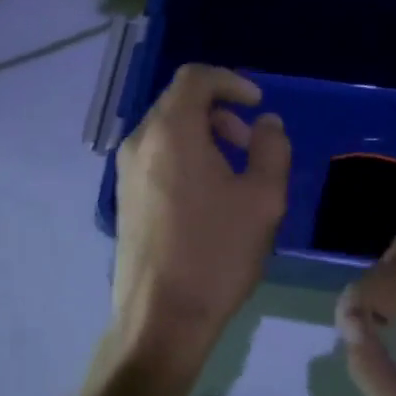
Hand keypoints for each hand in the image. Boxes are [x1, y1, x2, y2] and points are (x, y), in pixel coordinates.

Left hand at [111, 65, 290, 372]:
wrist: (161, 318)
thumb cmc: (216, 253)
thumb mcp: (263, 199)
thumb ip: (271, 149)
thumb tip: (267, 123)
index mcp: (171, 132)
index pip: (195, 77)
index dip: (231, 81)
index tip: (258, 104)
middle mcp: (139, 142)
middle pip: (179, 102)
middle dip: (220, 112)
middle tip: (250, 145)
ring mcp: (125, 172)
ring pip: (167, 130)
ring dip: (204, 136)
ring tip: (234, 174)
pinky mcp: (124, 198)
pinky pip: (156, 157)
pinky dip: (185, 157)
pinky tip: (208, 197)